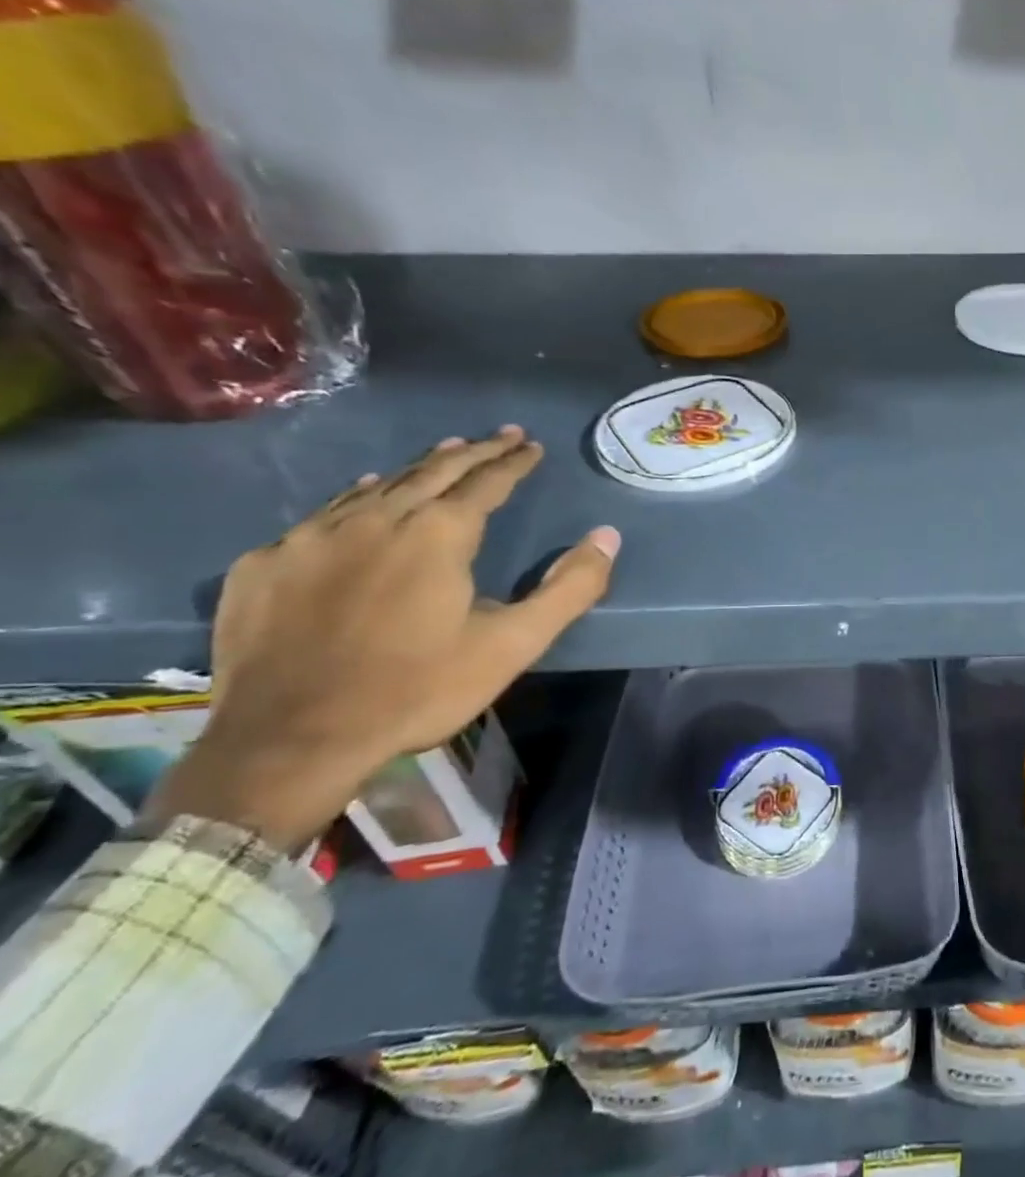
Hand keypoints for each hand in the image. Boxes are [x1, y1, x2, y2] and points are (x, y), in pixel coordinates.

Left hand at [144, 427, 619, 851]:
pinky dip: (357, 497)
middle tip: (498, 436)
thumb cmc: (417, 690)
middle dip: (471, 451)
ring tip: (441, 453)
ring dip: (417, 468)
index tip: (529, 445)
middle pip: (431, 471)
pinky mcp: (265, 565)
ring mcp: (311, 538)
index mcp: (437, 534)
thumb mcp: (513, 645)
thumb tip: (607, 536)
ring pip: (376, 487)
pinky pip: (323, 515)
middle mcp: (375, 520)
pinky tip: (363, 498)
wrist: (289, 741)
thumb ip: (569, 589)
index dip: (512, 461)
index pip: (485, 482)